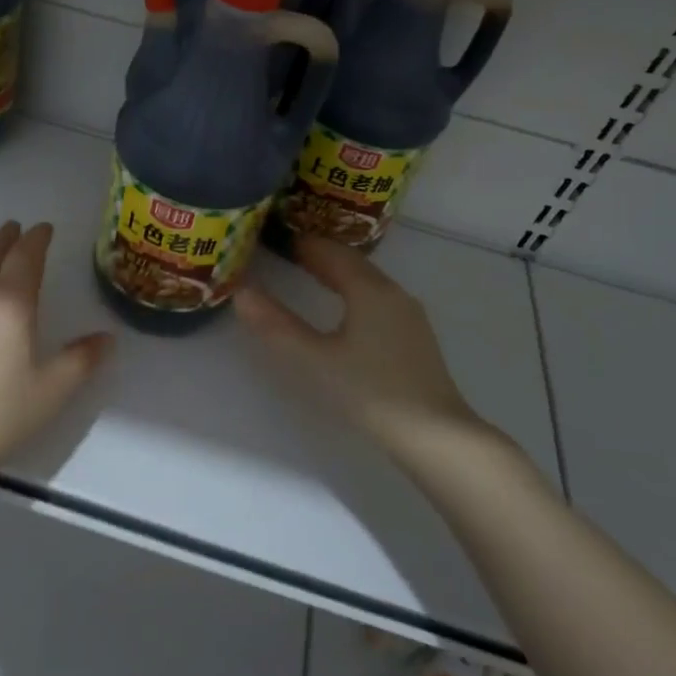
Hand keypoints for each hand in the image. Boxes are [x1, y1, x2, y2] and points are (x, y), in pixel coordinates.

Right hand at [234, 236, 492, 458]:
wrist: (435, 436)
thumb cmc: (370, 392)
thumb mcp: (313, 360)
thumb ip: (275, 325)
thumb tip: (241, 291)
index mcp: (369, 290)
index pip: (330, 252)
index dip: (301, 243)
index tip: (274, 238)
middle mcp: (393, 293)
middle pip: (351, 263)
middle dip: (319, 255)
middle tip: (285, 253)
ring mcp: (408, 316)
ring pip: (367, 281)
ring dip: (337, 274)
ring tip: (308, 276)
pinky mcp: (414, 338)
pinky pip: (377, 299)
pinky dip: (352, 293)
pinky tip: (342, 311)